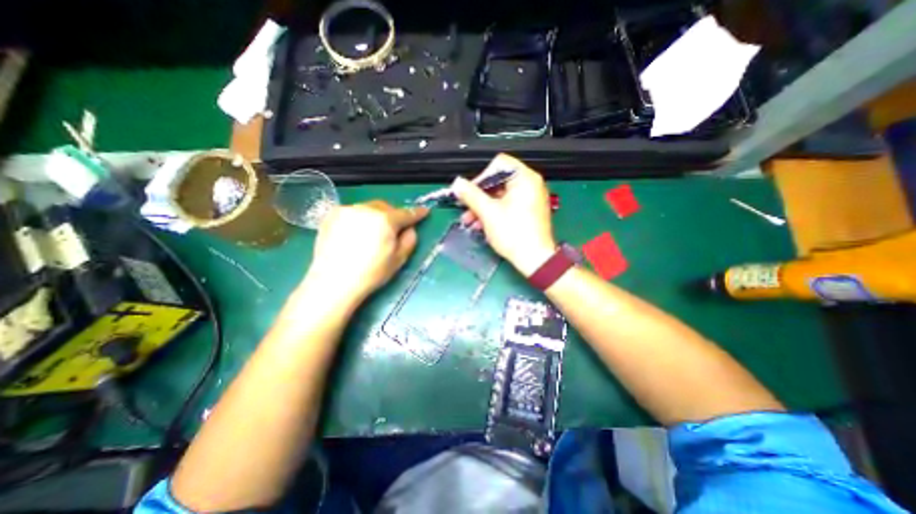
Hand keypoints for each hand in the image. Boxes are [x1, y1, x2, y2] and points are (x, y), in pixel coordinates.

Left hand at [301, 200, 429, 308]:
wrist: (334, 282)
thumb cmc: (371, 273)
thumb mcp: (398, 260)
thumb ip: (409, 240)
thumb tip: (410, 229)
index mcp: (385, 220)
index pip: (406, 213)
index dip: (417, 213)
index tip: (424, 211)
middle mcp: (366, 209)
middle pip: (386, 207)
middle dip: (393, 215)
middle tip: (394, 229)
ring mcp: (347, 210)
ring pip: (368, 208)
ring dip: (375, 216)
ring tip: (372, 233)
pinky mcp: (331, 215)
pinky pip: (353, 212)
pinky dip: (359, 219)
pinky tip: (356, 233)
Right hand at [452, 152, 553, 275]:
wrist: (534, 260)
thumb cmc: (515, 235)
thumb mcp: (488, 213)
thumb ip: (471, 195)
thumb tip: (457, 184)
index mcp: (525, 178)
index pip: (498, 164)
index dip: (481, 177)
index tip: (470, 192)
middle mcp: (530, 185)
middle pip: (498, 181)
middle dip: (479, 196)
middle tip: (466, 208)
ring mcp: (530, 198)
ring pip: (500, 195)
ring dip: (483, 206)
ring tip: (471, 220)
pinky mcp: (528, 211)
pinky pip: (507, 205)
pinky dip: (494, 212)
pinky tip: (482, 224)